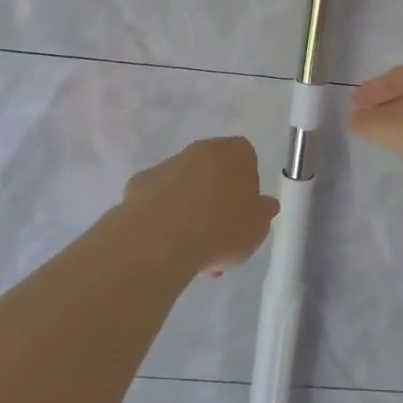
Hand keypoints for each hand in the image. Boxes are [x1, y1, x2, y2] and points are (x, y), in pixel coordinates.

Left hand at [124, 137, 278, 275]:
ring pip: (185, 187)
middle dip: (217, 201)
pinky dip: (163, 216)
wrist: (161, 238)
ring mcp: (166, 166)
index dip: (248, 186)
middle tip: (220, 236)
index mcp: (234, 152)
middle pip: (213, 172)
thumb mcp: (258, 228)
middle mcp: (199, 150)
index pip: (246, 158)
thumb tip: (264, 205)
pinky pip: (158, 200)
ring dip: (190, 211)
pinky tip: (166, 244)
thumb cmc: (222, 228)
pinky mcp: (138, 185)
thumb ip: (262, 213)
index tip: (245, 213)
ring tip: (192, 252)